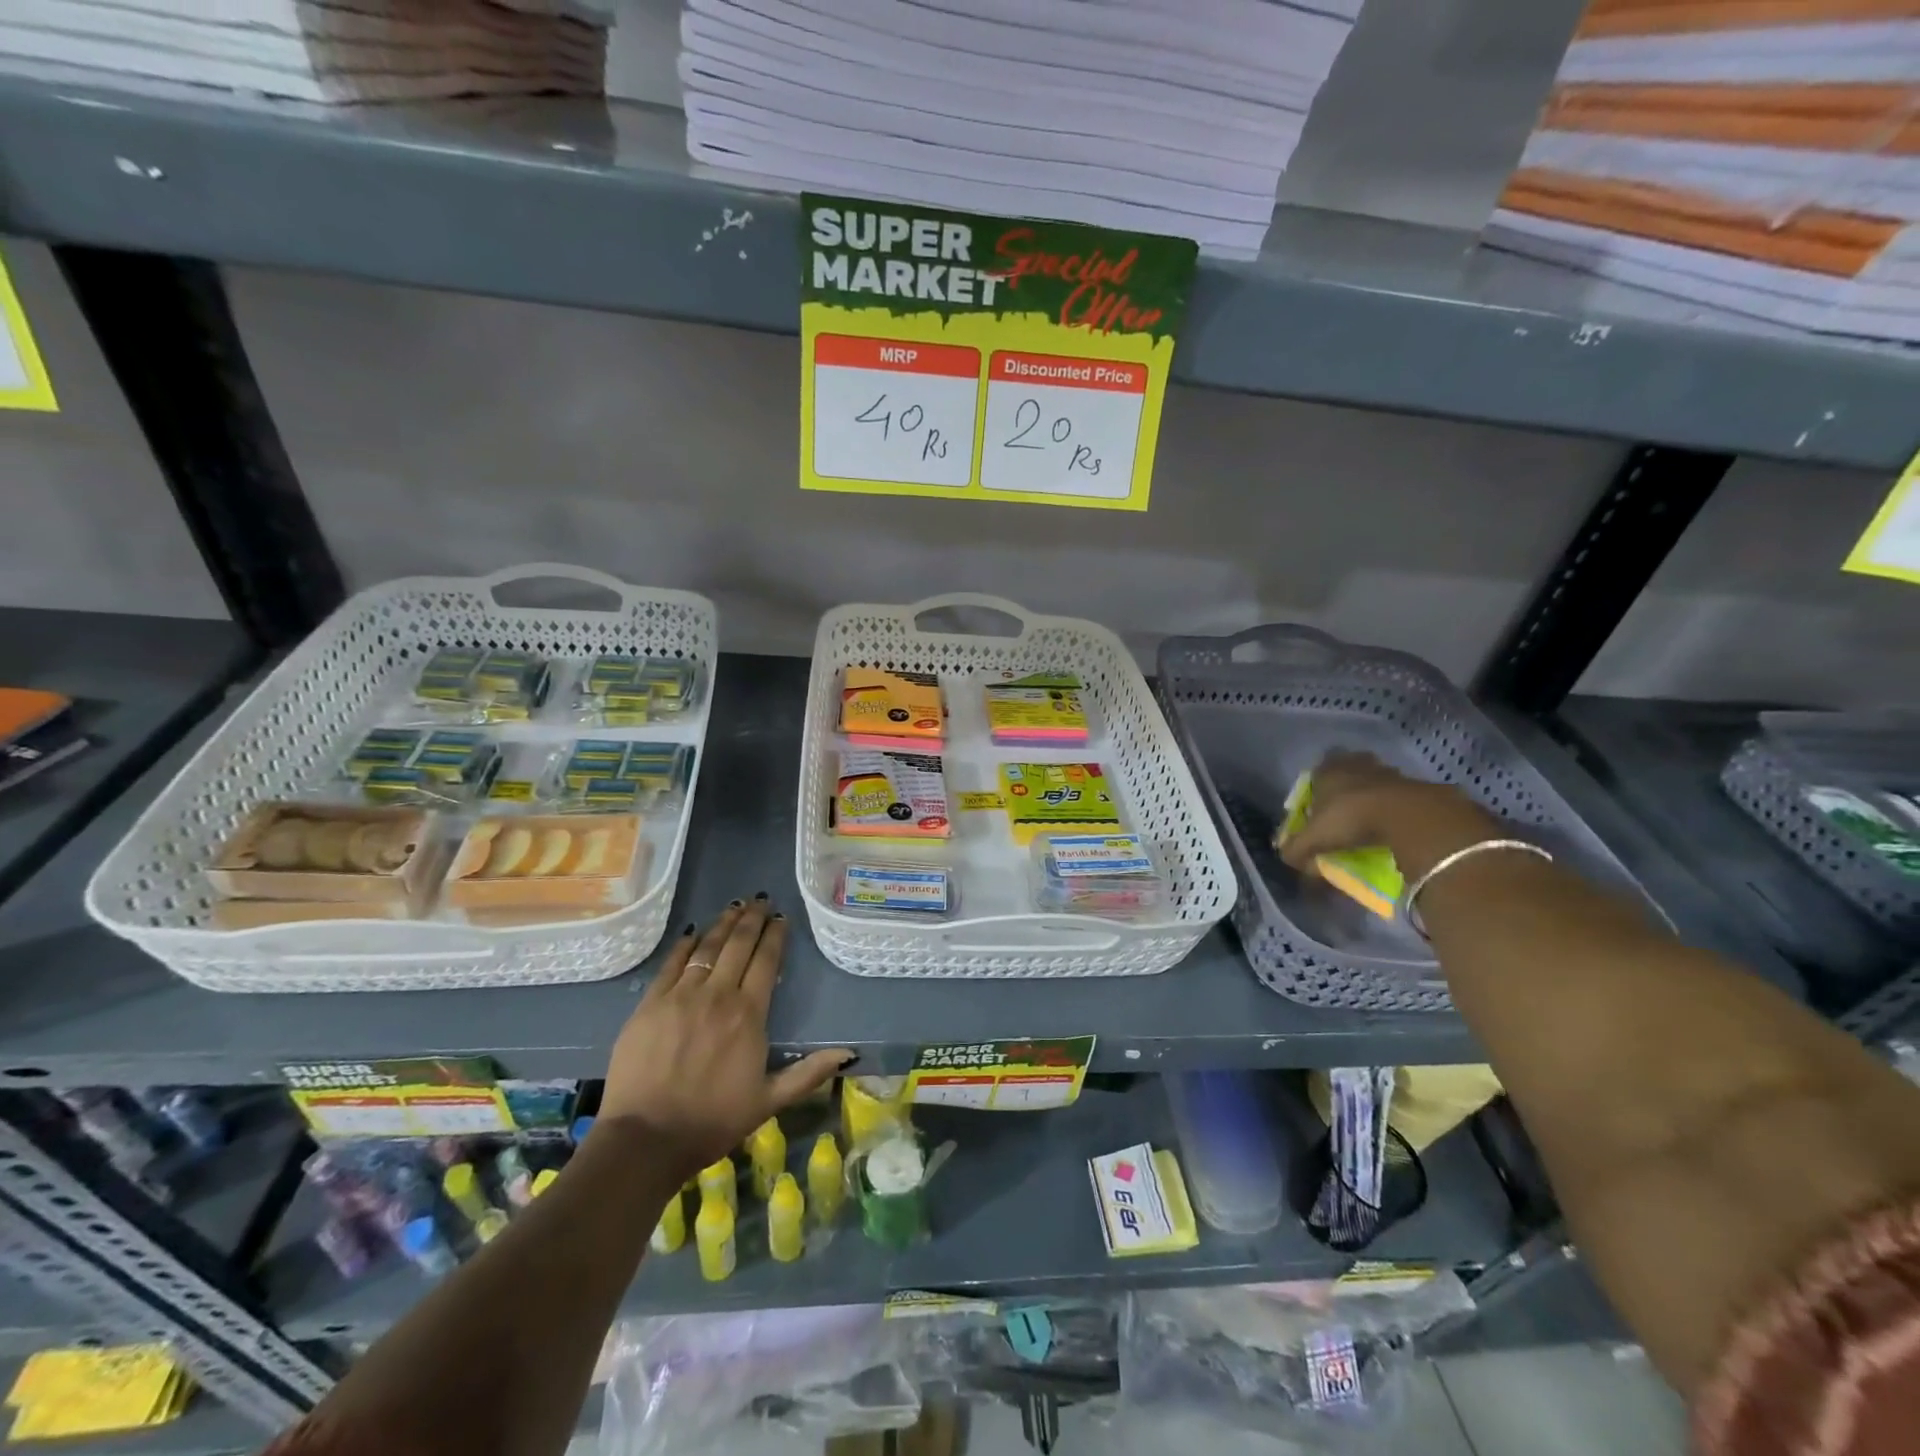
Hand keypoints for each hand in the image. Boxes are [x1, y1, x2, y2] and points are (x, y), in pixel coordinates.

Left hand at [599, 897, 852, 1177]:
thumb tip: (849, 1053)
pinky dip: (686, 944)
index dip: (775, 935)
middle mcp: (717, 995)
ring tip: (735, 906)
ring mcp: (680, 996)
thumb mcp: (769, 1101)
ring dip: (723, 923)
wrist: (646, 1139)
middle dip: (752, 919)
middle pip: (738, 944)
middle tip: (761, 899)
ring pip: (707, 947)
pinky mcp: (650, 1004)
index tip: (781, 918)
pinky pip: (672, 963)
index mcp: (749, 1014)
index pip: (766, 961)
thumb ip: (809, 1073)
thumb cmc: (713, 1121)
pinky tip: (694, 932)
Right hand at [1278, 751, 1498, 880]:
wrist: (1408, 816)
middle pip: (1351, 767)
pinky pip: (1402, 794)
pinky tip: (1395, 824)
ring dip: (1375, 793)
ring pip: (1378, 778)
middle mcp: (1358, 765)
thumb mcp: (1314, 839)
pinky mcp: (1418, 786)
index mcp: (1329, 769)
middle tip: (1345, 805)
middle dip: (1348, 783)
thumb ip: (1296, 849)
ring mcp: (1390, 772)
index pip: (1319, 767)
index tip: (1319, 799)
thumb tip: (1288, 859)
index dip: (1319, 781)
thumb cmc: (1351, 818)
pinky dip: (1398, 806)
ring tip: (1372, 818)